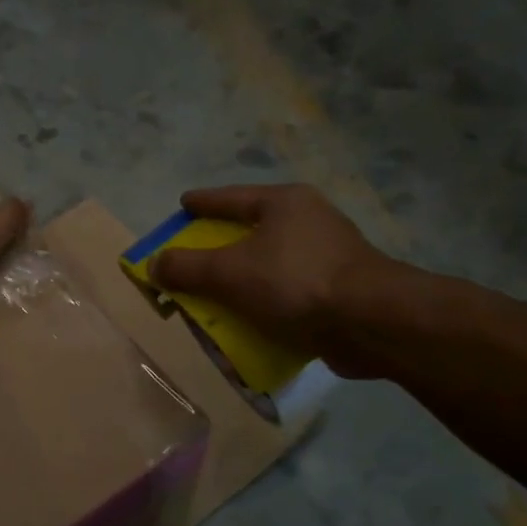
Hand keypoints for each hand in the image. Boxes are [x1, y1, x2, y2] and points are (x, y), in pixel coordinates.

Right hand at [151, 184, 423, 377]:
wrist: (372, 323)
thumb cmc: (295, 282)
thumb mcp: (229, 272)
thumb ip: (187, 268)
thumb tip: (154, 264)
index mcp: (284, 204)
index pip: (231, 198)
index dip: (202, 203)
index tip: (181, 206)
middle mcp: (308, 223)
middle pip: (249, 235)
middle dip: (217, 254)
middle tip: (191, 265)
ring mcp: (327, 258)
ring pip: (268, 268)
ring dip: (240, 287)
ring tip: (214, 303)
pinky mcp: (338, 292)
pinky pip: (288, 296)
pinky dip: (264, 309)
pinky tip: (248, 328)